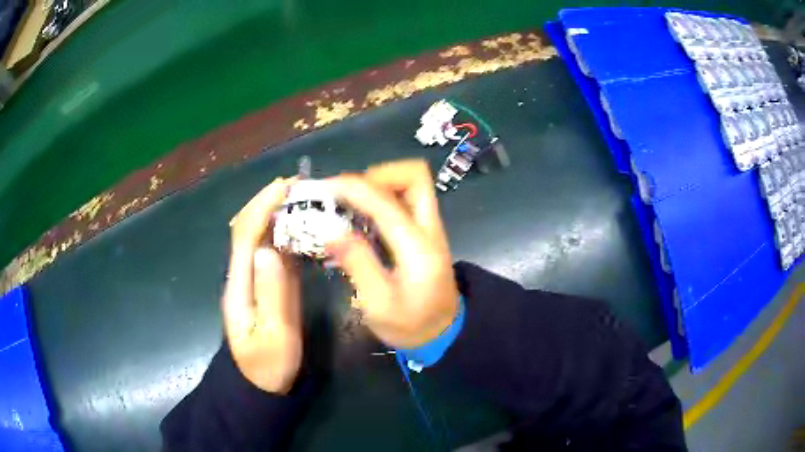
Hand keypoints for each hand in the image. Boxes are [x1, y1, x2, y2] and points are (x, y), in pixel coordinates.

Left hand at [224, 177, 301, 393]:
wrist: (260, 385)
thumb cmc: (268, 366)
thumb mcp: (274, 336)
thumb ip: (271, 295)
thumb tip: (268, 249)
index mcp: (238, 285)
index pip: (244, 235)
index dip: (261, 207)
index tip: (284, 186)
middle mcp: (241, 275)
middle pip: (246, 229)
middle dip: (265, 202)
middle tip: (296, 185)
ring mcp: (251, 280)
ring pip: (257, 237)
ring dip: (273, 212)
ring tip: (300, 197)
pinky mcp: (264, 286)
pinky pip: (269, 251)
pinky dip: (281, 232)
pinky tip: (298, 225)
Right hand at [326, 159, 459, 348]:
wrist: (444, 334)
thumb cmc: (410, 325)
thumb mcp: (378, 304)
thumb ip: (358, 264)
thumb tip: (331, 231)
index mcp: (418, 248)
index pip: (387, 204)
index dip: (355, 189)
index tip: (328, 187)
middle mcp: (430, 230)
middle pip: (415, 177)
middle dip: (378, 175)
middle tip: (348, 193)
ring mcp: (431, 229)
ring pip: (413, 184)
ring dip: (381, 184)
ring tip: (351, 201)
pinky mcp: (425, 233)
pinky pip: (408, 200)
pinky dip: (384, 196)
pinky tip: (363, 214)